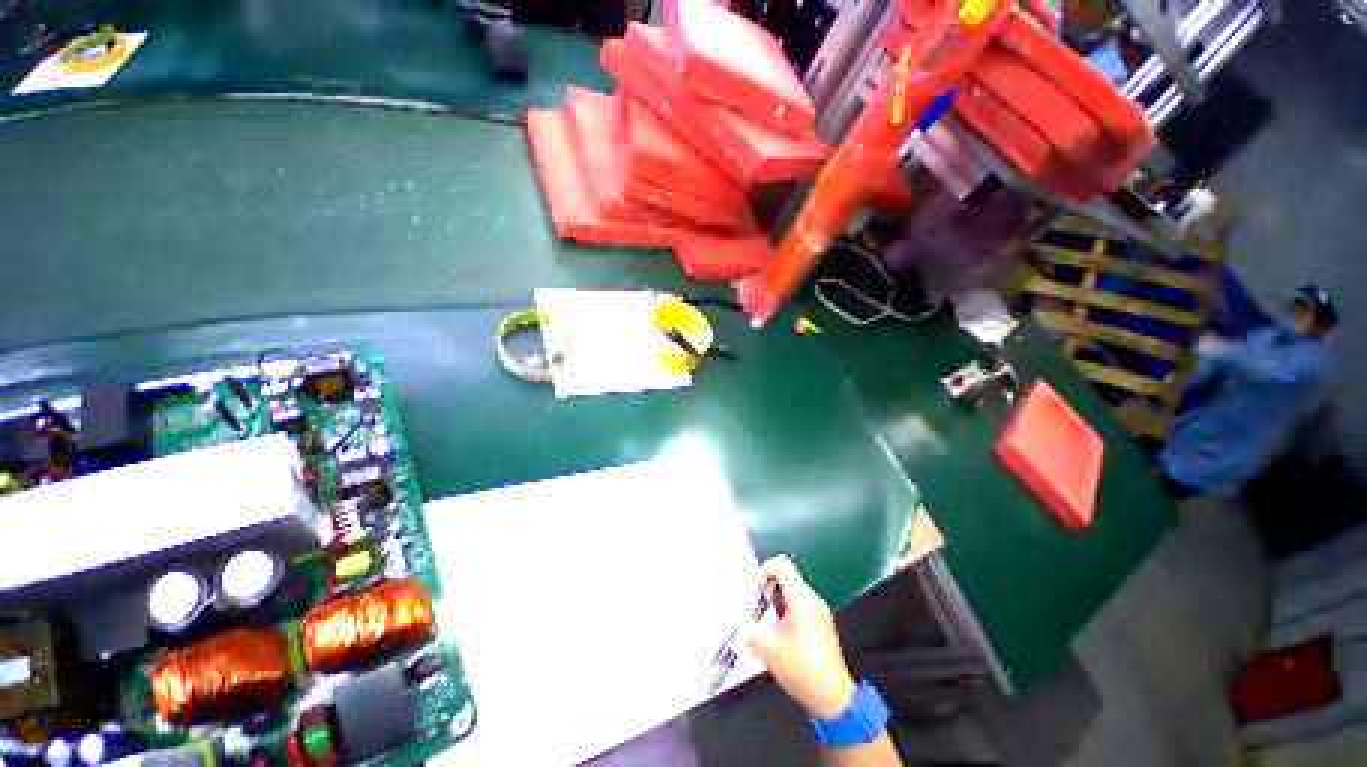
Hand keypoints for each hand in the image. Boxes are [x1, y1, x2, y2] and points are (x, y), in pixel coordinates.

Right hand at [747, 556, 856, 718]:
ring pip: (791, 595)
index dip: (763, 572)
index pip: (781, 565)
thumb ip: (749, 629)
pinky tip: (778, 640)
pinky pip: (799, 608)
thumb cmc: (802, 669)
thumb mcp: (768, 649)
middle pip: (785, 580)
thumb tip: (740, 621)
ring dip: (774, 606)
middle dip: (766, 593)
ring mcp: (820, 613)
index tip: (754, 593)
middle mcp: (813, 600)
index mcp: (802, 598)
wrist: (833, 699)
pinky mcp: (822, 626)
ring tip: (765, 630)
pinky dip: (785, 616)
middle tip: (755, 612)